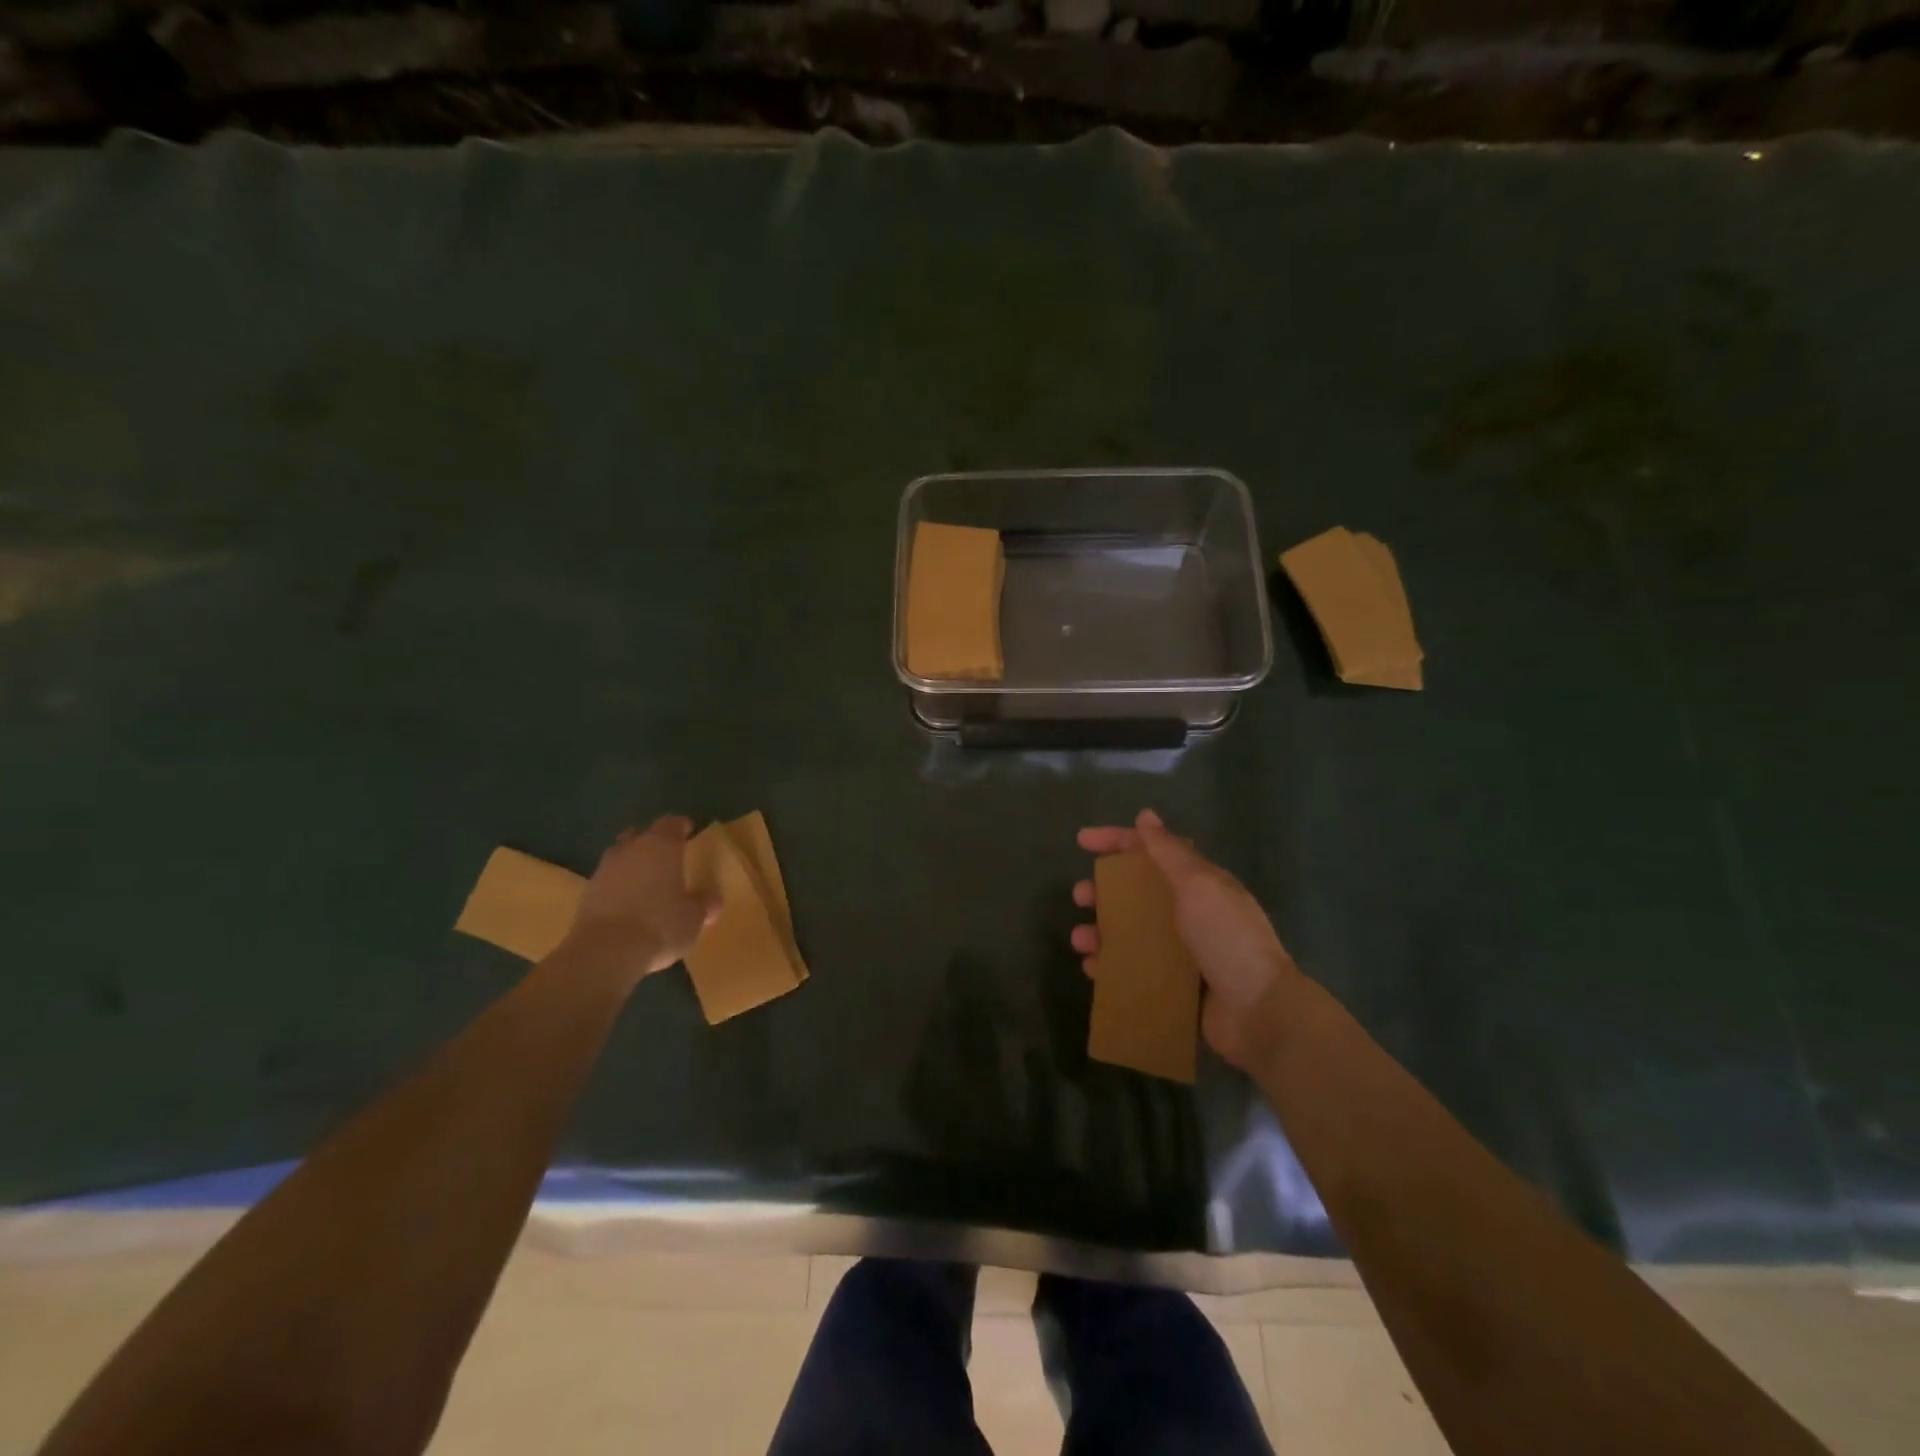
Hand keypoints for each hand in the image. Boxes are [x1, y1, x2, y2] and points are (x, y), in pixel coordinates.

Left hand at [559, 816, 717, 985]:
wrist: (604, 952)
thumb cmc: (660, 925)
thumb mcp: (694, 918)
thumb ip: (704, 903)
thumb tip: (712, 898)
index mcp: (662, 846)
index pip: (672, 823)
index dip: (681, 826)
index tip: (689, 832)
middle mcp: (631, 849)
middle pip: (641, 834)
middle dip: (653, 841)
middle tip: (667, 855)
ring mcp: (605, 870)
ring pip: (621, 856)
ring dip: (632, 864)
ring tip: (646, 881)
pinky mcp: (586, 893)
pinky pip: (607, 880)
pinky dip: (617, 886)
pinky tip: (627, 903)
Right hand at [1072, 810, 1297, 1069]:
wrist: (1259, 1010)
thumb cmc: (1227, 938)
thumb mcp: (1199, 886)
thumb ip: (1169, 852)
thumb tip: (1146, 815)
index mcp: (1198, 884)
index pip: (1151, 851)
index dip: (1116, 841)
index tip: (1082, 841)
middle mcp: (1189, 913)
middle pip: (1136, 893)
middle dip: (1104, 891)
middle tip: (1080, 897)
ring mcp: (1182, 952)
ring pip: (1130, 932)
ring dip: (1101, 931)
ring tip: (1080, 940)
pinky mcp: (1175, 987)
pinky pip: (1134, 970)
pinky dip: (1111, 967)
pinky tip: (1092, 969)